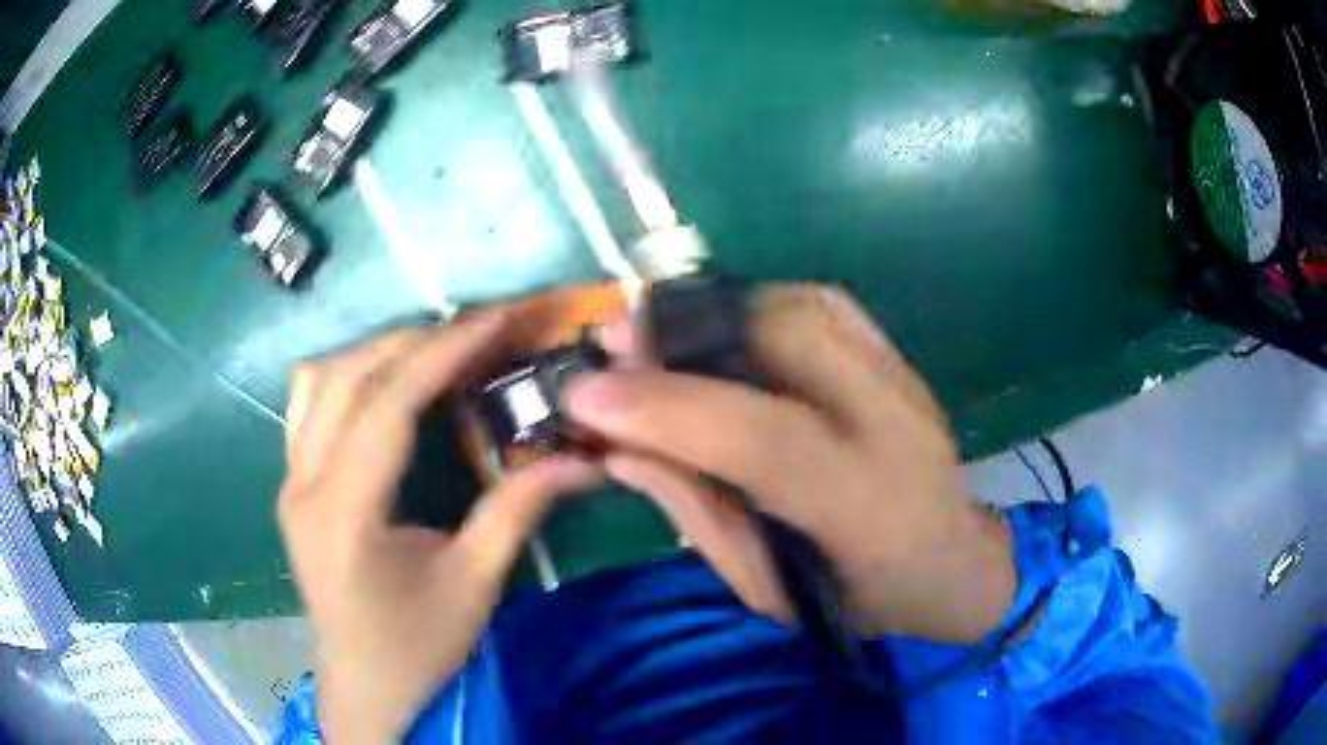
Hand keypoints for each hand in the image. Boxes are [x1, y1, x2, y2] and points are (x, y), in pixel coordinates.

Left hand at [278, 311, 600, 741]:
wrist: (364, 687)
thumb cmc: (417, 648)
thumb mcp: (474, 586)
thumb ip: (518, 512)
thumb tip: (583, 461)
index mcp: (345, 512)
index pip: (388, 405)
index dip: (444, 352)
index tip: (497, 318)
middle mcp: (304, 483)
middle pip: (350, 376)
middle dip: (417, 340)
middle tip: (479, 330)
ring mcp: (289, 480)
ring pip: (321, 379)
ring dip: (379, 351)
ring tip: (436, 349)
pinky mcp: (291, 484)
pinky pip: (308, 402)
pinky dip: (349, 374)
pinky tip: (385, 383)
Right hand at [565, 284, 1016, 641]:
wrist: (954, 560)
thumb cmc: (860, 597)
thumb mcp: (768, 589)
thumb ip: (695, 513)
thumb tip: (616, 445)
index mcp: (867, 504)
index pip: (763, 438)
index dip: (668, 409)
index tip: (585, 394)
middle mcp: (893, 420)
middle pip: (783, 338)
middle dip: (682, 331)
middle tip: (611, 341)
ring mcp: (901, 374)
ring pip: (795, 305)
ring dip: (711, 311)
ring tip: (651, 334)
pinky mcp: (895, 352)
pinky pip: (814, 301)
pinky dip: (752, 304)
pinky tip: (715, 328)